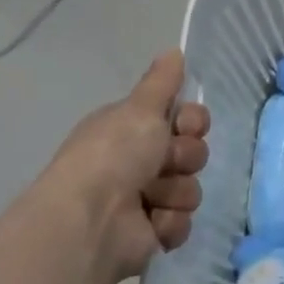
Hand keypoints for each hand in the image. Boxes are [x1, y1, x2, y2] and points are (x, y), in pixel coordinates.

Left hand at [29, 50, 210, 283]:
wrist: (90, 221)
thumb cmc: (113, 156)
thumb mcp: (139, 109)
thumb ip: (161, 82)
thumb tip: (174, 50)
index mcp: (131, 130)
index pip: (184, 119)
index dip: (193, 121)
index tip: (186, 125)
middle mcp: (137, 163)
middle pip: (192, 153)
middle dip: (185, 158)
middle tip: (166, 163)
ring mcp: (144, 200)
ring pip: (190, 189)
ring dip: (175, 192)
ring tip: (150, 198)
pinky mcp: (151, 234)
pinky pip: (182, 222)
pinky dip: (169, 223)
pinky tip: (150, 224)